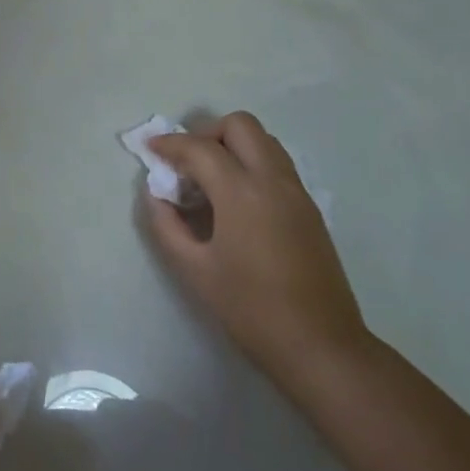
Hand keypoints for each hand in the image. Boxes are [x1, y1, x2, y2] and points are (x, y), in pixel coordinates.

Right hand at [148, 112, 370, 395]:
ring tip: (208, 178)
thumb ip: (166, 226)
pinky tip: (234, 199)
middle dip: (206, 132)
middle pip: (240, 126)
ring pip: (264, 140)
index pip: (199, 148)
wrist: (319, 345)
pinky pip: (276, 163)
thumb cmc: (250, 309)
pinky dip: (251, 162)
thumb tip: (156, 195)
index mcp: (241, 192)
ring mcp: (296, 192)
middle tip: (185, 162)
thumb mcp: (194, 270)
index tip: (149, 149)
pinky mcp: (309, 208)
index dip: (169, 144)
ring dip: (232, 145)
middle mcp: (273, 180)